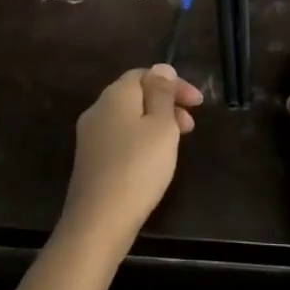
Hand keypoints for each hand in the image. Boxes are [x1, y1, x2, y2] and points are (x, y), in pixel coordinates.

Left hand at [59, 65, 202, 256]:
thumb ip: (162, 94)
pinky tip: (153, 161)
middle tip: (191, 126)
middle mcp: (98, 109)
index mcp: (115, 95)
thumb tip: (161, 68)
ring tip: (177, 144)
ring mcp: (90, 136)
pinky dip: (141, 140)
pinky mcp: (90, 161)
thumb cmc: (138, 167)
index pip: (144, 74)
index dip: (173, 84)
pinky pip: (120, 138)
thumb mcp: (161, 126)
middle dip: (166, 104)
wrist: (98, 221)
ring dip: (155, 123)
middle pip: (135, 95)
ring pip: (128, 118)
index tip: (199, 103)